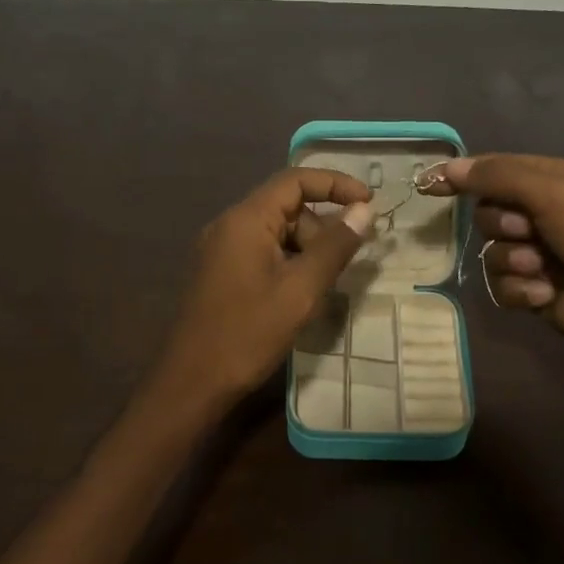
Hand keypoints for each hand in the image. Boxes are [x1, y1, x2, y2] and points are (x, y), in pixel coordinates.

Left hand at [153, 168, 374, 408]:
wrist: (192, 382)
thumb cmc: (248, 333)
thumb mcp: (301, 290)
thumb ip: (335, 246)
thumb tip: (365, 210)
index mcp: (246, 220)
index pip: (296, 180)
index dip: (336, 184)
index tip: (370, 204)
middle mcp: (230, 225)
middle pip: (287, 207)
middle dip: (322, 227)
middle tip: (346, 263)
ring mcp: (221, 249)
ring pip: (277, 232)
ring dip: (307, 249)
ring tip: (322, 286)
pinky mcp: (220, 272)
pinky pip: (262, 252)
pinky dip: (289, 263)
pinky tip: (300, 295)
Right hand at [425, 154, 563, 368]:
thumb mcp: (552, 193)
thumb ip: (498, 177)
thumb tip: (447, 167)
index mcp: (553, 181)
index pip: (495, 171)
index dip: (463, 177)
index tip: (429, 185)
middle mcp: (544, 215)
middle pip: (487, 214)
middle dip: (502, 226)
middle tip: (528, 233)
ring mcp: (539, 256)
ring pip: (491, 253)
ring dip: (512, 262)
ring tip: (542, 271)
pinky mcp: (536, 292)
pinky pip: (501, 286)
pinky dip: (519, 290)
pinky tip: (545, 294)